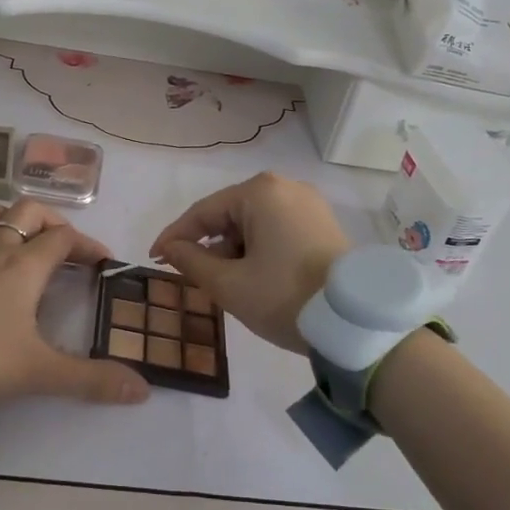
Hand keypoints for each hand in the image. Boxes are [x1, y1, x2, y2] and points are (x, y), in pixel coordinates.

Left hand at [0, 198, 149, 410]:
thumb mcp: (40, 372)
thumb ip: (91, 380)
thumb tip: (142, 390)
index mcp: (25, 266)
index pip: (65, 238)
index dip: (88, 245)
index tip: (102, 264)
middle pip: (29, 211)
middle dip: (53, 222)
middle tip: (65, 249)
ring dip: (11, 221)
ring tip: (23, 243)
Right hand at [149, 173, 352, 352]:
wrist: (355, 322)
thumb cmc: (284, 296)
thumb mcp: (229, 284)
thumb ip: (191, 262)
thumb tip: (170, 248)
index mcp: (260, 192)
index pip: (204, 212)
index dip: (175, 236)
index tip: (154, 258)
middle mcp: (285, 187)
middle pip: (231, 215)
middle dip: (209, 246)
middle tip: (193, 278)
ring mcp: (309, 205)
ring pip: (255, 224)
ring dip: (235, 252)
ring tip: (227, 285)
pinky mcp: (323, 224)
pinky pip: (277, 230)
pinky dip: (259, 251)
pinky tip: (254, 278)